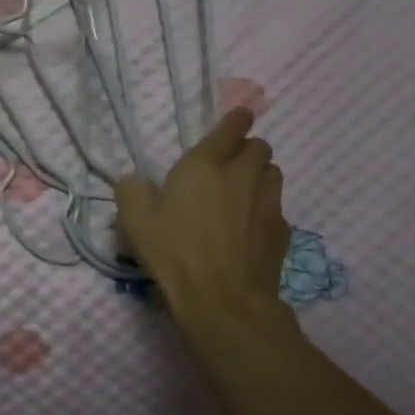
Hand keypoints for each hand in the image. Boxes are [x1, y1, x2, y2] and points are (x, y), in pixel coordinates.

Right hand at [115, 106, 292, 344]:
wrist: (223, 299)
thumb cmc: (174, 251)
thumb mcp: (134, 220)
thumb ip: (131, 190)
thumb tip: (136, 181)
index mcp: (204, 165)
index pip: (230, 129)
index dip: (236, 119)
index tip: (239, 116)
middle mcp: (242, 176)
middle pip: (260, 147)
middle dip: (247, 149)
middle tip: (229, 164)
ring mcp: (268, 204)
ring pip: (273, 174)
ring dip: (260, 175)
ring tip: (242, 192)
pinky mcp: (282, 232)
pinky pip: (277, 208)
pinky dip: (265, 209)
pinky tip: (249, 228)